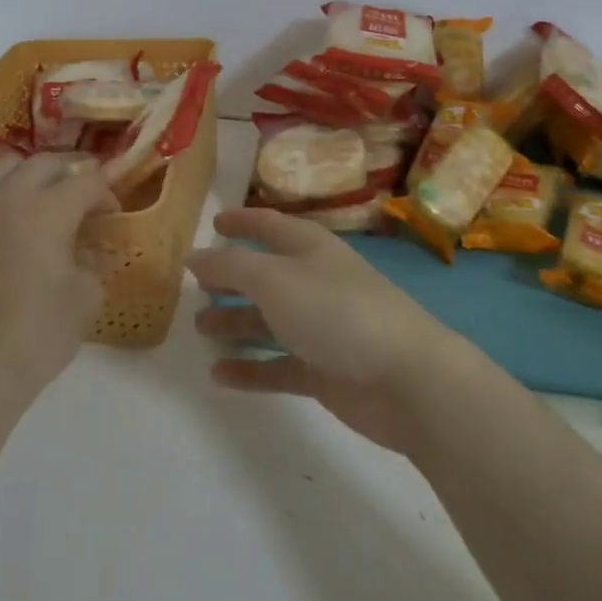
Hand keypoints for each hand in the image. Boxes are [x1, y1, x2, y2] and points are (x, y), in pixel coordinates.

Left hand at [0, 153, 118, 413]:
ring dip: (34, 174)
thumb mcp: (86, 296)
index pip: (87, 179)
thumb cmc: (40, 333)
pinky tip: (14, 217)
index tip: (112, 213)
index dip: (106, 192)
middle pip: (47, 163)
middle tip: (86, 200)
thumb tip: (89, 244)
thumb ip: (93, 258)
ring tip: (47, 198)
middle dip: (72, 174)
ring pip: (9, 165)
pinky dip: (4, 190)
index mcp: (48, 210)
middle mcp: (10, 197)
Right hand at [188, 207, 464, 451]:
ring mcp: (321, 329)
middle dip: (231, 278)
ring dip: (236, 323)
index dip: (242, 221)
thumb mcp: (274, 278)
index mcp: (309, 249)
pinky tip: (219, 375)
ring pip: (269, 321)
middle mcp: (314, 283)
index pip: (269, 226)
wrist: (406, 379)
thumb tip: (195, 256)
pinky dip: (250, 369)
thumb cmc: (336, 311)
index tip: (214, 222)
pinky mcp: (324, 371)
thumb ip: (230, 266)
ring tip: (200, 329)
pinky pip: (278, 365)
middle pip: (266, 276)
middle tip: (195, 287)